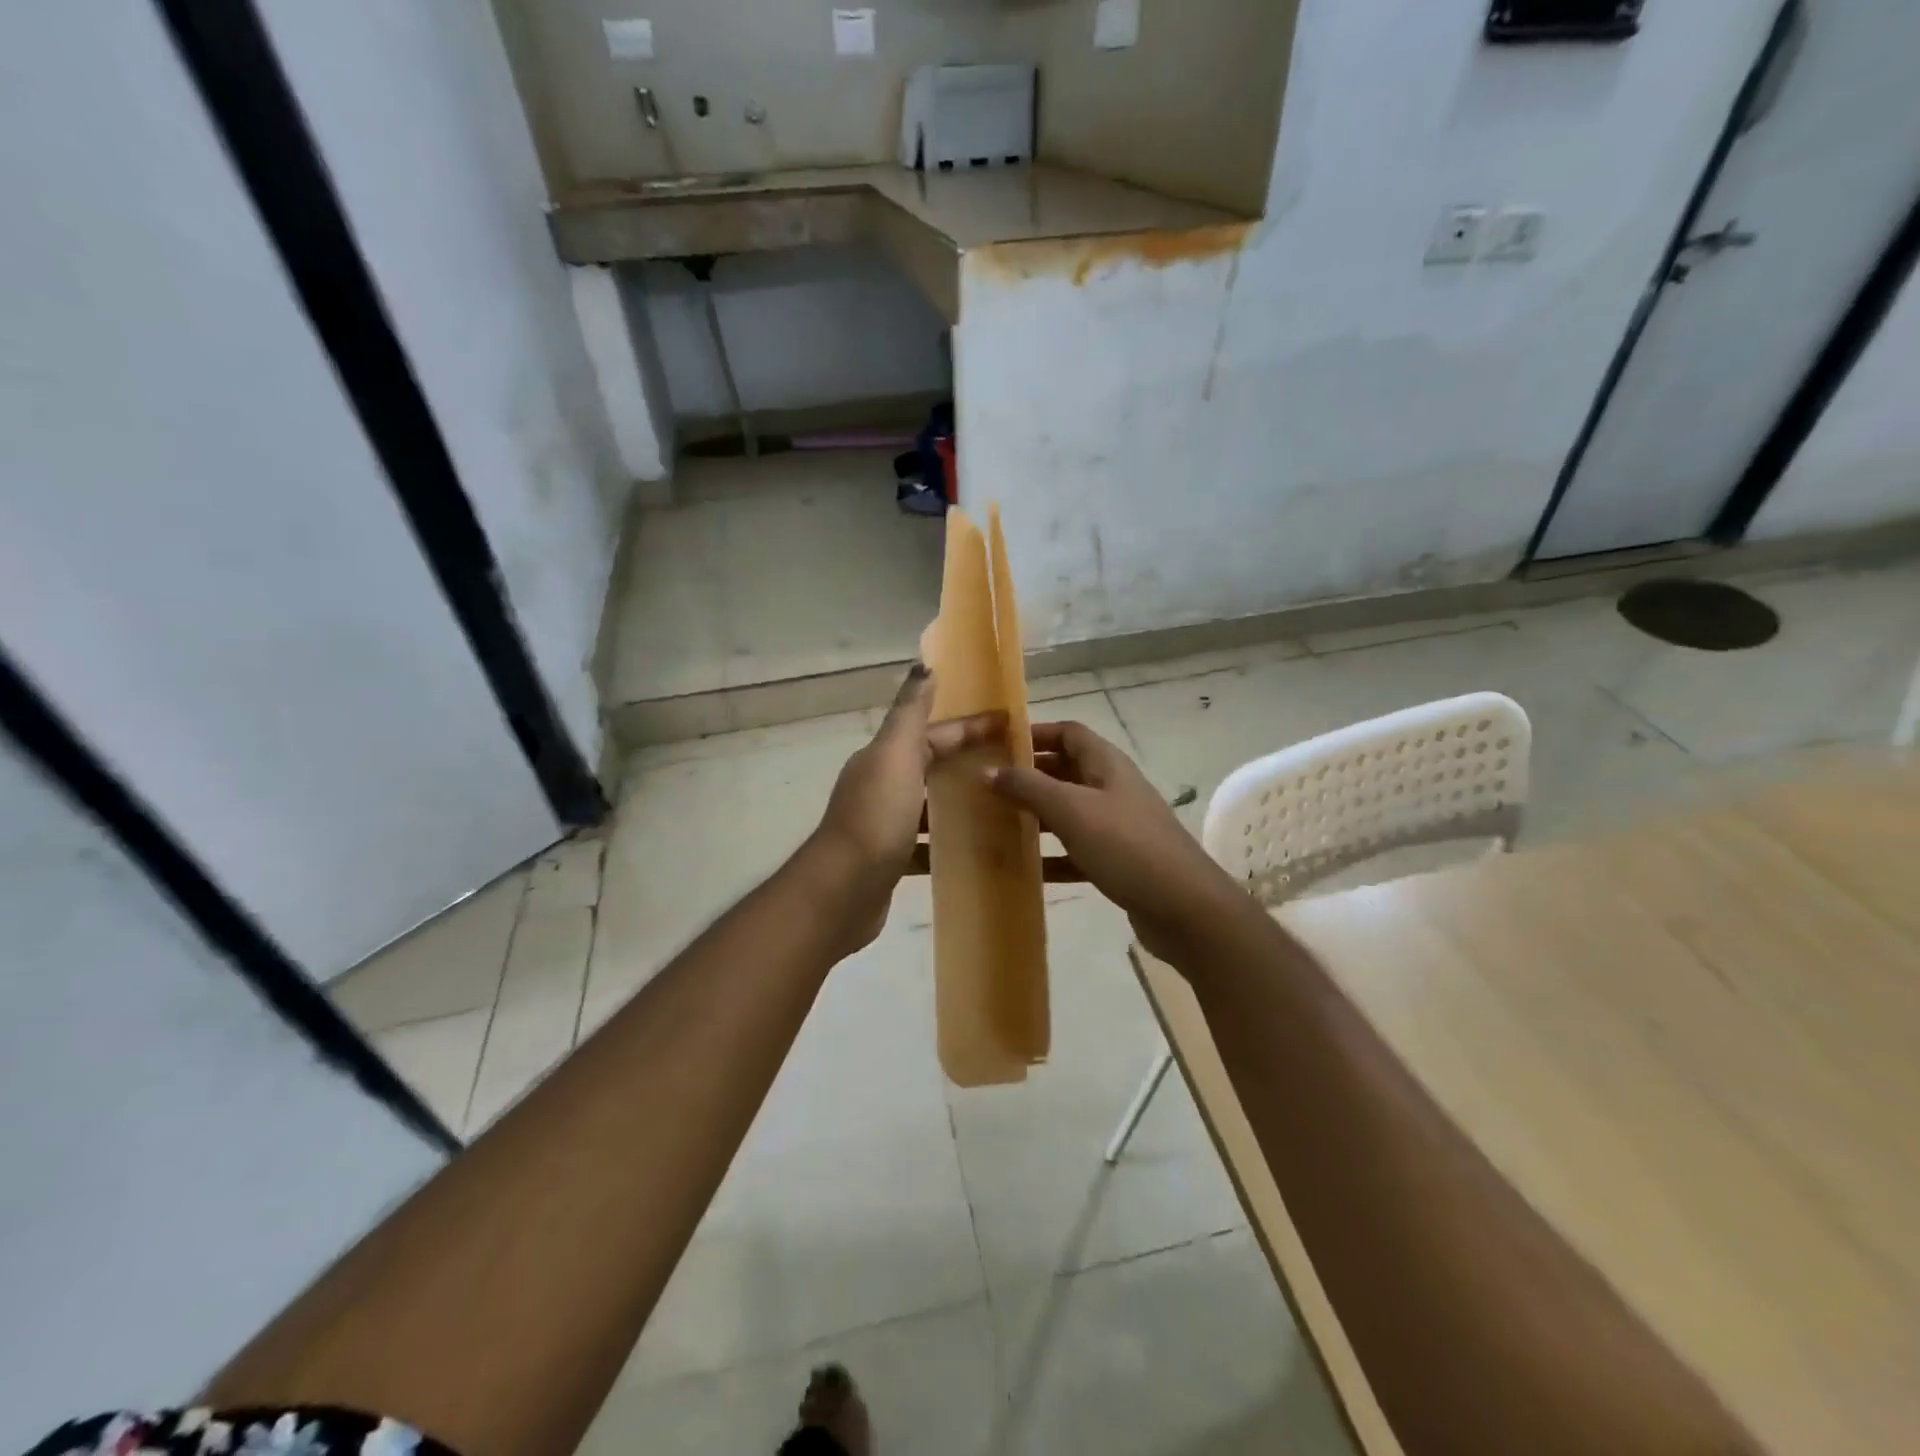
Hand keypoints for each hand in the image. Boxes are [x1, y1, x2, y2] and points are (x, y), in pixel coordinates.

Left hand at [811, 666, 1002, 944]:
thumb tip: (923, 665)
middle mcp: (883, 785)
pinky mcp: (892, 859)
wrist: (841, 892)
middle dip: (970, 760)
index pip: (934, 733)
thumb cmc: (875, 818)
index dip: (971, 727)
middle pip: (933, 765)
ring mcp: (886, 824)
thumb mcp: (894, 756)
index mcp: (885, 758)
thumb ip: (910, 713)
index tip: (1012, 726)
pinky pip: (928, 842)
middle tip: (1016, 766)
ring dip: (962, 800)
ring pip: (931, 803)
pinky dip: (950, 841)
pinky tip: (979, 849)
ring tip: (1006, 806)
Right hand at [987, 721, 1247, 961]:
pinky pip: (1076, 851)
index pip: (1068, 733)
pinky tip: (1024, 869)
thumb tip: (987, 770)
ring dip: (1036, 816)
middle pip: (1065, 771)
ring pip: (1068, 812)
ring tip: (995, 823)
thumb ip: (1028, 787)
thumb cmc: (1126, 846)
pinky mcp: (1117, 861)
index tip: (997, 745)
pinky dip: (1052, 856)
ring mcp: (1116, 826)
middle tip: (986, 786)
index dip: (1035, 732)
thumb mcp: (1072, 810)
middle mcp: (1112, 788)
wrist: (1184, 908)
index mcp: (1106, 764)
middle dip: (1028, 776)